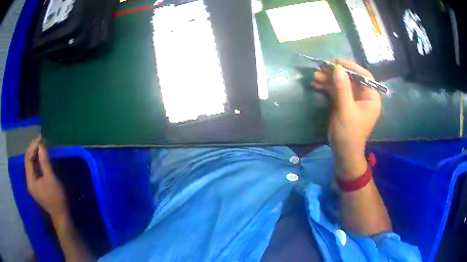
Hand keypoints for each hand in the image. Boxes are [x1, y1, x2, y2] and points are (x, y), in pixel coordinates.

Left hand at [25, 136, 68, 217]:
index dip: (33, 147)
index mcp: (30, 181)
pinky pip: (34, 169)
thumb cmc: (56, 197)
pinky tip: (41, 156)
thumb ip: (45, 162)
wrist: (61, 215)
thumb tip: (41, 146)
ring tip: (41, 145)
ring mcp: (32, 184)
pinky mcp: (36, 185)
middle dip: (33, 149)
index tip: (40, 138)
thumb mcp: (51, 179)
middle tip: (41, 140)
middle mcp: (29, 181)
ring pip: (30, 164)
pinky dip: (37, 161)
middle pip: (28, 160)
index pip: (28, 158)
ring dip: (35, 154)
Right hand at [312, 58, 380, 178]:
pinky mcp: (345, 104)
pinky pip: (337, 91)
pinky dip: (327, 87)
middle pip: (351, 78)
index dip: (352, 67)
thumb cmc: (349, 133)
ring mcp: (354, 100)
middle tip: (321, 69)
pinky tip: (316, 84)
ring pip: (342, 84)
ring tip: (315, 77)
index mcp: (371, 97)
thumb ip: (343, 87)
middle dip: (336, 73)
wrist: (343, 152)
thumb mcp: (346, 109)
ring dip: (329, 79)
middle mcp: (364, 96)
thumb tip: (337, 67)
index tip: (337, 62)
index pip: (364, 76)